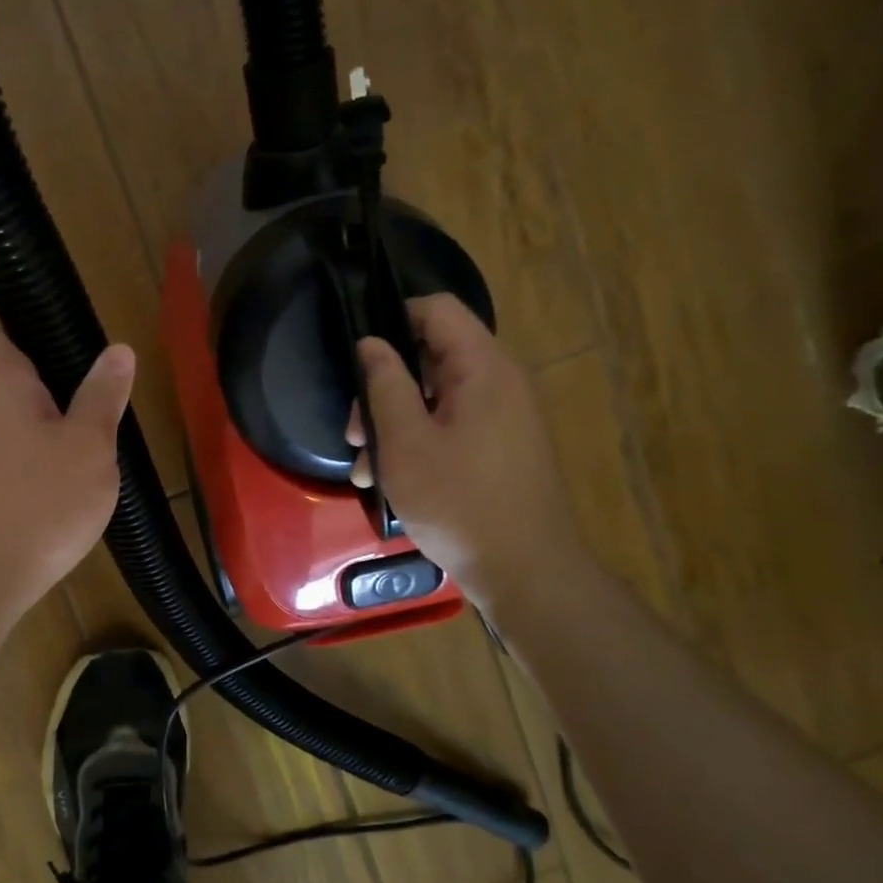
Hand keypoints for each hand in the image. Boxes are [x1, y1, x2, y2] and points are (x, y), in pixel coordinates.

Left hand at [0, 331, 133, 626]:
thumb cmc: (41, 501)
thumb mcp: (89, 443)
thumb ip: (103, 393)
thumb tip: (118, 349)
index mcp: (0, 378)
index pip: (7, 326)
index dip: (41, 324)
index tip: (83, 338)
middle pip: (19, 371)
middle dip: (61, 378)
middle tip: (106, 391)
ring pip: (21, 413)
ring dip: (55, 418)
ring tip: (97, 431)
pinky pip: (16, 447)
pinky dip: (42, 451)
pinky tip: (71, 473)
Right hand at [349, 294, 589, 616]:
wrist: (527, 573)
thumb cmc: (460, 503)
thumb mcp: (405, 443)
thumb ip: (385, 385)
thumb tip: (372, 343)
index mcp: (483, 369)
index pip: (438, 310)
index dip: (394, 318)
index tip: (359, 357)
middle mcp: (500, 383)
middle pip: (433, 356)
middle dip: (384, 387)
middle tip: (354, 431)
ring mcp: (504, 418)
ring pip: (437, 398)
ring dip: (395, 423)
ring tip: (364, 467)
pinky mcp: (501, 448)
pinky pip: (452, 426)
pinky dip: (419, 442)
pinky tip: (390, 480)